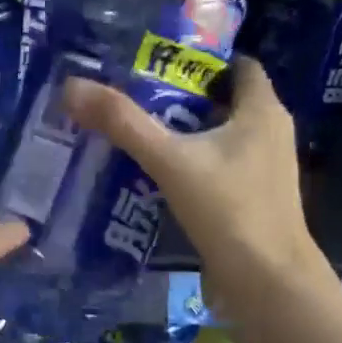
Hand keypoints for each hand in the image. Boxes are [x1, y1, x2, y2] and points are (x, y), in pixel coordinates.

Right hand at [61, 56, 323, 288]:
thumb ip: (122, 123)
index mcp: (262, 111)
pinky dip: (191, 162)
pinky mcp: (253, 199)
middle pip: (224, 100)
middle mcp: (270, 133)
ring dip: (184, 131)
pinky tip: (156, 172)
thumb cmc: (229, 209)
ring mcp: (263, 169)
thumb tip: (71, 86)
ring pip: (220, 135)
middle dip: (182, 95)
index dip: (202, 59)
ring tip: (136, 129)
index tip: (156, 60)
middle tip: (133, 93)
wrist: (266, 283)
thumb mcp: (169, 160)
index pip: (239, 66)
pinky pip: (218, 166)